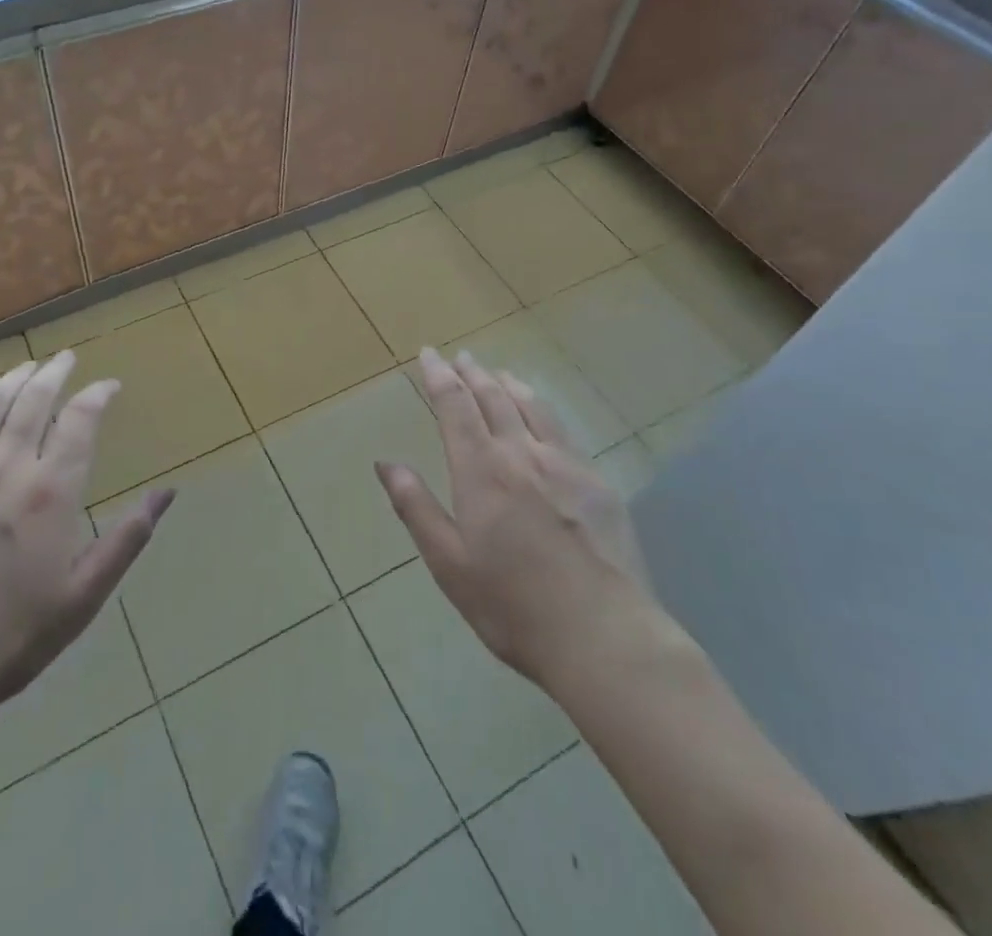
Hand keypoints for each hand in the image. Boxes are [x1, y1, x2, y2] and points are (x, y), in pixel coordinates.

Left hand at [0, 353, 172, 745]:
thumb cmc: (9, 638)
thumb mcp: (83, 597)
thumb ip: (127, 540)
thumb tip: (168, 493)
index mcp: (51, 491)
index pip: (80, 420)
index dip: (97, 395)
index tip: (108, 385)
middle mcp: (6, 467)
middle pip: (33, 400)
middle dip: (54, 373)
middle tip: (65, 358)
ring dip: (12, 379)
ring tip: (26, 366)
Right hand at [376, 347, 670, 695]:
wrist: (605, 637)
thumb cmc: (513, 607)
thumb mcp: (449, 564)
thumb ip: (416, 508)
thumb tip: (385, 463)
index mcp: (482, 471)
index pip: (455, 406)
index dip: (440, 376)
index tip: (429, 354)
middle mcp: (522, 454)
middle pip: (494, 397)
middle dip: (472, 373)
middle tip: (461, 356)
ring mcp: (565, 465)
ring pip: (532, 406)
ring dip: (508, 384)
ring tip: (497, 373)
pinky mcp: (597, 483)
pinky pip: (562, 429)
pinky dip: (542, 408)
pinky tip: (542, 414)